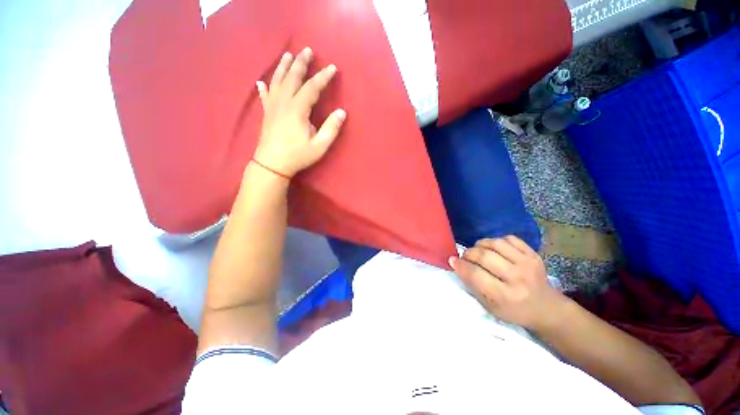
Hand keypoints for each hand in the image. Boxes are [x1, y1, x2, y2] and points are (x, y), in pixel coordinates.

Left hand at [254, 47, 345, 177]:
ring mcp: (273, 106)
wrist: (272, 164)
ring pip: (277, 81)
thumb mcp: (319, 145)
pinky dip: (263, 87)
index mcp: (298, 109)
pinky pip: (264, 95)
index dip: (323, 77)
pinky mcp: (266, 113)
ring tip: (288, 55)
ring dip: (283, 67)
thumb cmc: (298, 155)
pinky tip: (261, 82)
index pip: (312, 87)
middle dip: (301, 63)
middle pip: (292, 77)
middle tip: (307, 50)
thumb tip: (342, 112)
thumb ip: (331, 128)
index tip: (332, 68)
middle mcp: (284, 102)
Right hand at [450, 236, 566, 330]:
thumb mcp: (490, 306)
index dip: (460, 265)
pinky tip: (494, 249)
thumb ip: (472, 285)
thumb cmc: (514, 310)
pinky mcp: (533, 254)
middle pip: (484, 256)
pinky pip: (509, 238)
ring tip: (478, 251)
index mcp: (506, 296)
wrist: (546, 308)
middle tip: (465, 257)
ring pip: (495, 243)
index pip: (476, 274)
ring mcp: (528, 263)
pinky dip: (497, 241)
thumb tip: (457, 264)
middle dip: (469, 254)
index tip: (452, 261)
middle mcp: (518, 278)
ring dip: (481, 244)